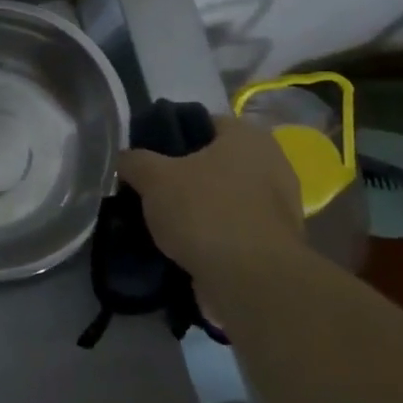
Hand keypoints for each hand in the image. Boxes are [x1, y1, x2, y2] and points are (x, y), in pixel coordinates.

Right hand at [116, 115, 305, 288]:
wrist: (250, 280)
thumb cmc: (205, 212)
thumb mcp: (154, 178)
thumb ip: (134, 161)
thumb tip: (125, 159)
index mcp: (247, 137)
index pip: (202, 122)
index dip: (170, 135)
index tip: (145, 158)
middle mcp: (271, 163)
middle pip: (213, 162)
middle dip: (182, 176)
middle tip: (149, 190)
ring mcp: (278, 205)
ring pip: (222, 197)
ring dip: (196, 208)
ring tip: (160, 222)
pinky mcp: (274, 242)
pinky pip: (232, 228)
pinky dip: (210, 235)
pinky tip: (182, 246)